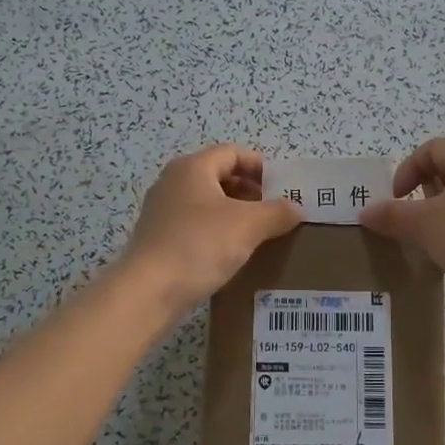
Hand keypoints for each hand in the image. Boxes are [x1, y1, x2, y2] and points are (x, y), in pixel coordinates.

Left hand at [118, 145, 301, 314]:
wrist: (149, 291)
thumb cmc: (200, 245)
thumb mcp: (249, 226)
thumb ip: (277, 212)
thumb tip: (295, 208)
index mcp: (192, 168)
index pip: (232, 153)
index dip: (260, 166)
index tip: (282, 189)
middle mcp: (173, 182)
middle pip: (219, 176)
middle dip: (250, 192)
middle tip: (274, 213)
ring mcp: (162, 211)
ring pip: (207, 203)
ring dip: (234, 214)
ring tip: (258, 235)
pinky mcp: (158, 238)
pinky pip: (195, 226)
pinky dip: (216, 232)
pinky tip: (231, 254)